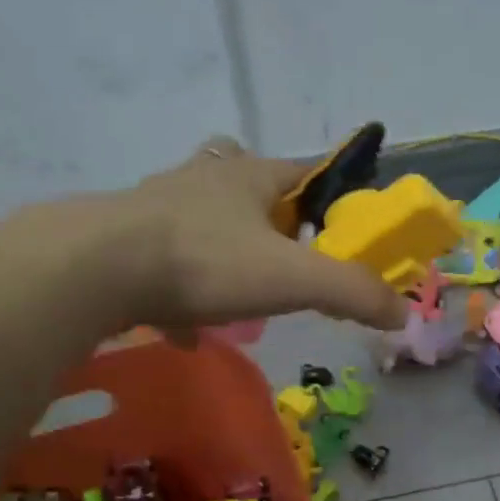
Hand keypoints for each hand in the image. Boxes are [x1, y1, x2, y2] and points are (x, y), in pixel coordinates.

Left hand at [121, 136, 408, 332]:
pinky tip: (189, 330)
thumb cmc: (205, 261)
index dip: (333, 192)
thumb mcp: (292, 278)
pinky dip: (183, 295)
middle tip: (290, 256)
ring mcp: (160, 209)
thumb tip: (403, 313)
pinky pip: (167, 267)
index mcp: (249, 176)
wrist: (96, 269)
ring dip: (227, 251)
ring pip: (204, 222)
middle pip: (249, 186)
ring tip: (243, 291)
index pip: (305, 170)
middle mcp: (204, 180)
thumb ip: (352, 292)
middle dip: (273, 217)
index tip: (346, 224)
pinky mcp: (126, 244)